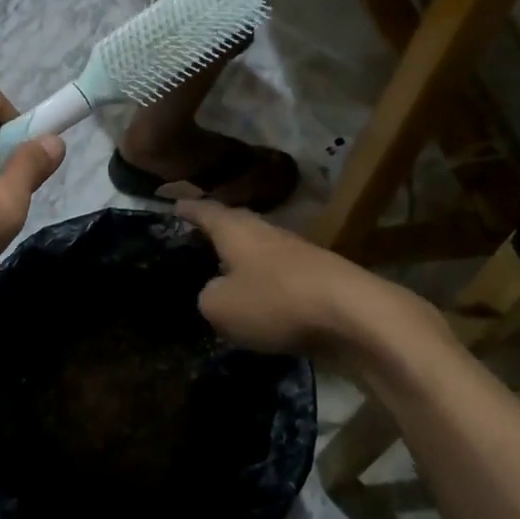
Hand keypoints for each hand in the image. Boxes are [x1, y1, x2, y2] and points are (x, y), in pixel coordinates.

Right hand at [176, 199, 435, 356]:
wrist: (354, 316)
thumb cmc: (276, 301)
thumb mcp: (220, 307)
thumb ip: (206, 297)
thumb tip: (213, 293)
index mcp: (235, 228)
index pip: (202, 208)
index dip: (183, 207)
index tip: (166, 203)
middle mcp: (263, 230)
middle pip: (231, 225)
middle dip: (211, 232)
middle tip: (188, 243)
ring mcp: (293, 252)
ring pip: (255, 250)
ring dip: (237, 260)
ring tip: (216, 276)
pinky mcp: (315, 278)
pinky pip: (275, 275)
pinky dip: (260, 283)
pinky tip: (253, 303)